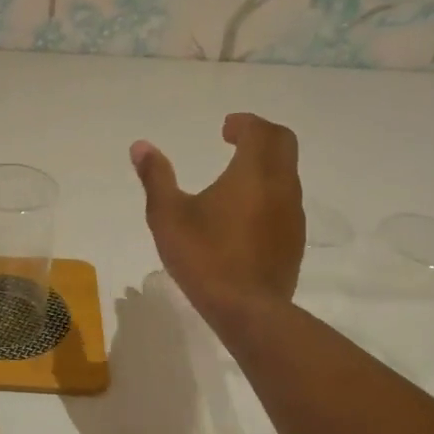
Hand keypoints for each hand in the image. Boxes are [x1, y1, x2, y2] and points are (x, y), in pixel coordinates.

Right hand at [131, 112, 304, 321]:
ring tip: (235, 178)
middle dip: (261, 136)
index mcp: (254, 173)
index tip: (225, 128)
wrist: (247, 310)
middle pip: (283, 145)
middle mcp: (282, 187)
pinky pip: (285, 203)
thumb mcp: (168, 215)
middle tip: (235, 140)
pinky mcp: (293, 241)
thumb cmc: (205, 256)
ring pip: (287, 175)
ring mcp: (292, 216)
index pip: (261, 131)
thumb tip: (140, 146)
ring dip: (265, 166)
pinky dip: (268, 193)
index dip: (244, 124)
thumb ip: (156, 177)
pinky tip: (244, 215)